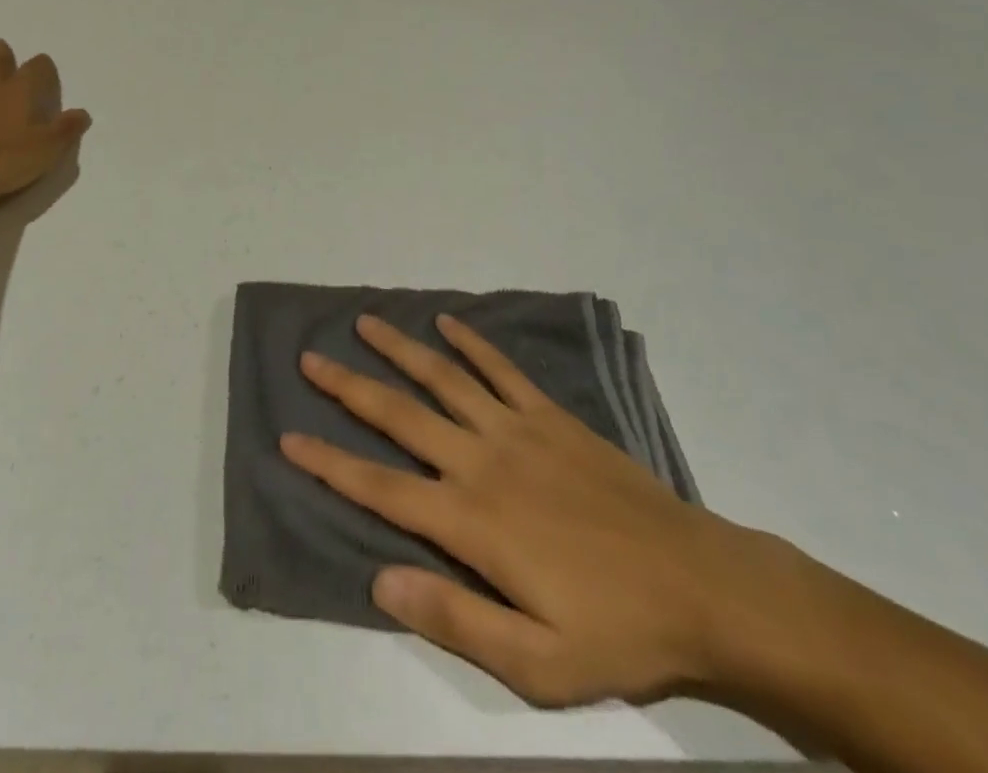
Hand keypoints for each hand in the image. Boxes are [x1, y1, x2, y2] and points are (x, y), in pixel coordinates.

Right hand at [282, 314, 777, 708]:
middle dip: (348, 386)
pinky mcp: (551, 416)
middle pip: (400, 416)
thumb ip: (455, 620)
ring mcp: (518, 430)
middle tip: (310, 358)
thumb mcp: (537, 664)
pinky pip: (501, 370)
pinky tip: (448, 322)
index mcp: (471, 520)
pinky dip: (472, 343)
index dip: (329, 463)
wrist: (699, 585)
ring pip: (443, 377)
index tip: (289, 439)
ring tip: (364, 323)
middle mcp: (482, 461)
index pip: (381, 488)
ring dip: (399, 348)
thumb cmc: (615, 631)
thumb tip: (380, 581)